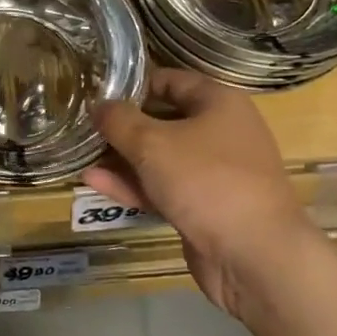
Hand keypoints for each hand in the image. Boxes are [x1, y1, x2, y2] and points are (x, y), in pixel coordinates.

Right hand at [85, 68, 306, 319]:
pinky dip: (134, 185)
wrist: (254, 255)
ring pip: (161, 159)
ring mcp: (214, 174)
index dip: (134, 84)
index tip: (98, 91)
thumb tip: (98, 105)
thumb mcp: (152, 143)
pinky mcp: (204, 208)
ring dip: (123, 159)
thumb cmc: (206, 181)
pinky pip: (163, 188)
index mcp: (219, 103)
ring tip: (82, 156)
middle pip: (164, 121)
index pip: (171, 80)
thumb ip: (119, 120)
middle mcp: (220, 133)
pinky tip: (95, 182)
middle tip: (84, 127)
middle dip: (124, 126)